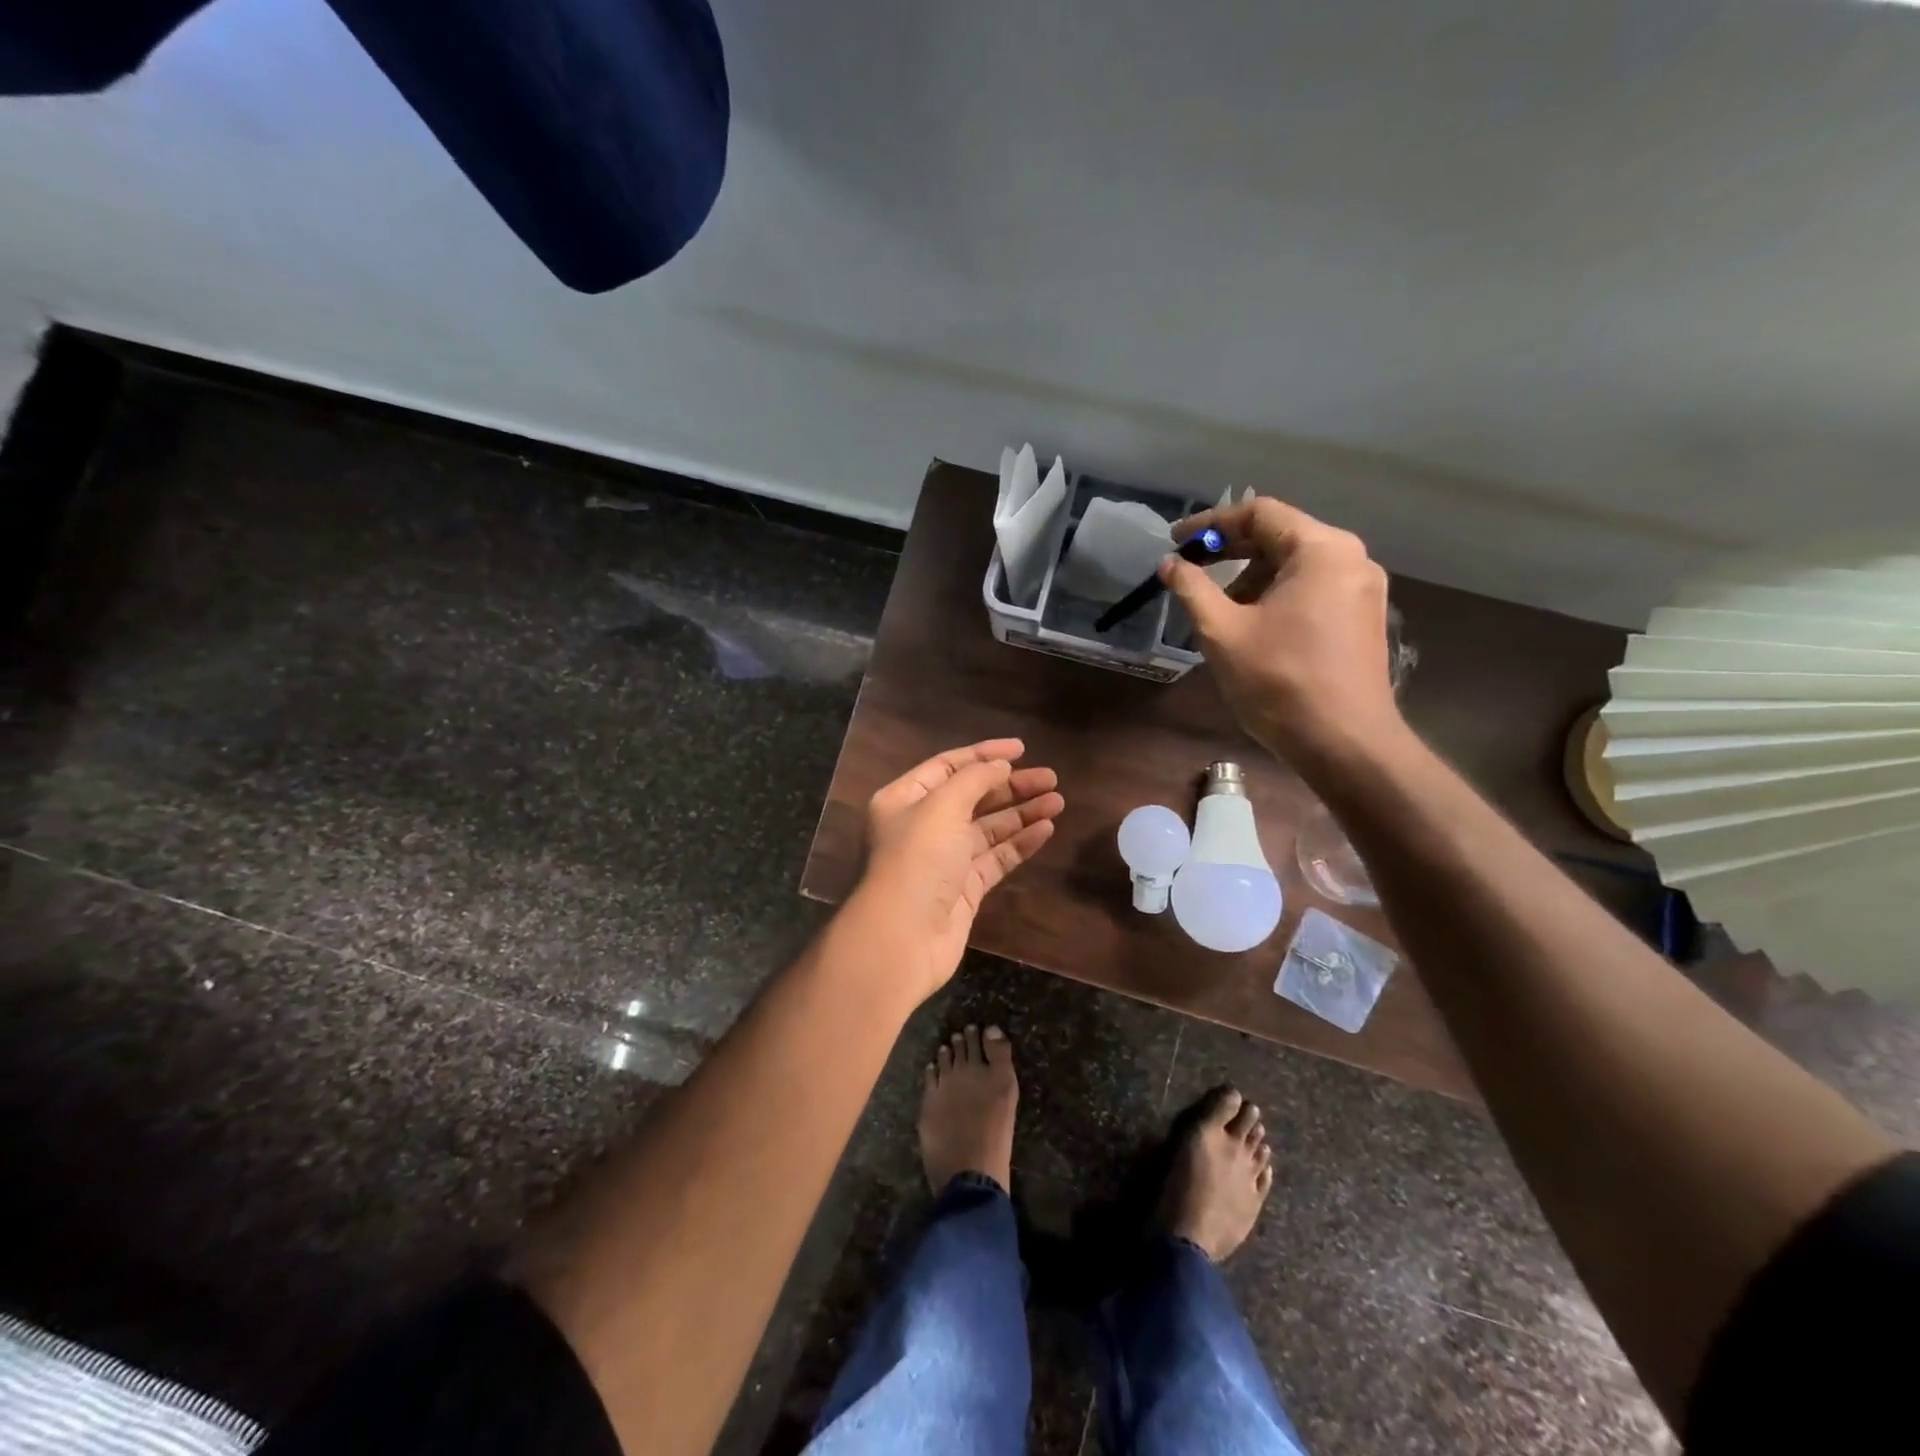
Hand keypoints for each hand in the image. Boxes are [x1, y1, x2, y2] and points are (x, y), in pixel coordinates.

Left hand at [847, 738, 1063, 1001]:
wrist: (902, 938)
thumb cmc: (917, 860)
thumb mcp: (942, 807)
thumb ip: (974, 779)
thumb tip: (1000, 766)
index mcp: (904, 799)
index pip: (948, 766)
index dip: (984, 755)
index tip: (1021, 749)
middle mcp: (922, 826)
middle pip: (972, 796)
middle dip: (1010, 785)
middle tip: (1050, 778)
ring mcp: (944, 860)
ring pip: (988, 828)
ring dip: (1021, 813)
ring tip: (1057, 800)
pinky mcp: (963, 889)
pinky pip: (995, 858)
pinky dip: (1020, 843)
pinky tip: (1046, 829)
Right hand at [1161, 498, 1403, 764]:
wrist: (1344, 743)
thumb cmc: (1279, 681)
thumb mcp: (1222, 632)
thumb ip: (1192, 589)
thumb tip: (1170, 564)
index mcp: (1321, 550)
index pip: (1259, 513)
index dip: (1210, 524)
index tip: (1175, 541)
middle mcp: (1350, 558)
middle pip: (1281, 536)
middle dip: (1231, 553)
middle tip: (1191, 573)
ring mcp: (1363, 589)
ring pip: (1296, 566)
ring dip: (1252, 579)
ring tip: (1219, 611)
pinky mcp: (1363, 618)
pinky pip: (1313, 589)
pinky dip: (1277, 596)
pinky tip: (1252, 626)